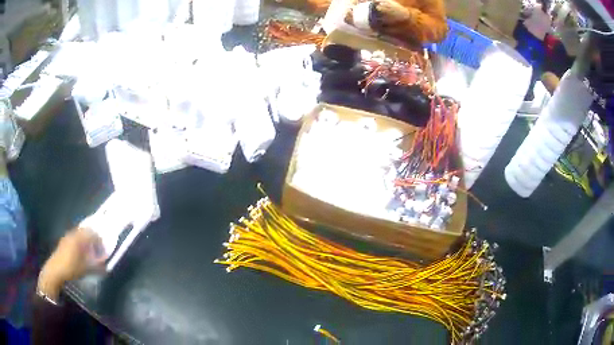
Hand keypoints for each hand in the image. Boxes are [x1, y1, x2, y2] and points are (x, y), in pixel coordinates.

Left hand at [37, 228, 106, 300]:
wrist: (55, 270)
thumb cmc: (71, 268)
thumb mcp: (86, 269)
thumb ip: (96, 266)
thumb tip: (106, 265)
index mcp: (79, 238)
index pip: (92, 233)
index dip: (100, 238)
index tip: (105, 244)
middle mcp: (73, 234)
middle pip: (85, 231)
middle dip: (93, 236)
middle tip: (98, 245)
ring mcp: (67, 237)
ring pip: (79, 234)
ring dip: (86, 239)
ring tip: (90, 249)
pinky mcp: (64, 242)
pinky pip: (74, 238)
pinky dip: (80, 242)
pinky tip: (81, 251)